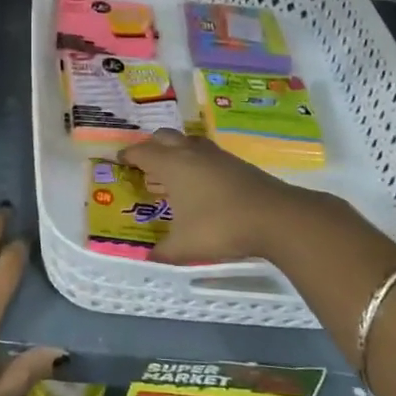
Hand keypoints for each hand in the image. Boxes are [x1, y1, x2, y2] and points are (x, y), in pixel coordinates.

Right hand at [118, 129, 311, 264]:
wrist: (276, 217)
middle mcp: (191, 154)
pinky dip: (196, 160)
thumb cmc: (220, 227)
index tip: (119, 160)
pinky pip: (207, 154)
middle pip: (164, 137)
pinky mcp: (237, 164)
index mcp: (172, 166)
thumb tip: (148, 258)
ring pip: (188, 142)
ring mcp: (217, 156)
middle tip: (143, 162)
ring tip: (171, 168)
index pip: (142, 152)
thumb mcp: (184, 246)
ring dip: (176, 150)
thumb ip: (163, 252)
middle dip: (151, 146)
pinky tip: (201, 181)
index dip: (128, 155)